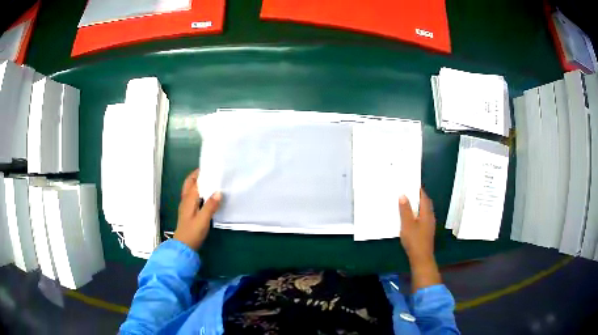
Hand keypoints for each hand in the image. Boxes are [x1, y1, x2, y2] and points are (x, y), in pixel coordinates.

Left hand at [174, 169, 221, 249]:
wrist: (184, 246)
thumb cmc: (193, 232)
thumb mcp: (203, 219)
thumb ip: (210, 206)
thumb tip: (219, 192)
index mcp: (189, 199)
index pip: (195, 182)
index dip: (202, 174)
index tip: (211, 167)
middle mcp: (186, 200)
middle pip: (189, 183)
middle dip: (197, 175)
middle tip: (208, 171)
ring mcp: (186, 206)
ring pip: (190, 189)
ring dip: (197, 183)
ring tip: (209, 180)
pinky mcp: (188, 212)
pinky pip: (192, 196)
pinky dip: (198, 191)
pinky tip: (206, 195)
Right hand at [399, 189, 440, 290]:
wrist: (421, 258)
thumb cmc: (414, 240)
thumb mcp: (407, 224)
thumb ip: (405, 210)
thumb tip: (403, 195)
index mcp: (427, 213)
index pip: (424, 197)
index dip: (418, 190)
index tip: (411, 183)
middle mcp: (430, 217)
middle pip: (425, 203)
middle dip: (418, 197)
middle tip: (408, 191)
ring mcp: (429, 225)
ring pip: (424, 211)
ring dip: (417, 206)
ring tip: (407, 202)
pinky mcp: (426, 231)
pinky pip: (422, 217)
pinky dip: (416, 213)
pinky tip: (409, 217)